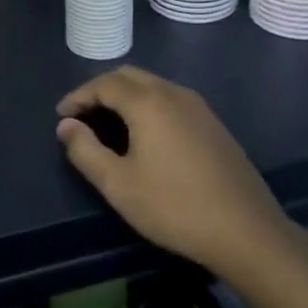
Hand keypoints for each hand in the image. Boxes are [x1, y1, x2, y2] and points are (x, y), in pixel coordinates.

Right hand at [55, 66, 293, 275]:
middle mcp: (173, 93)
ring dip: (125, 96)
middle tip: (82, 115)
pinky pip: (171, 100)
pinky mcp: (213, 124)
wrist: (246, 231)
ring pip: (153, 85)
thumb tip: (66, 126)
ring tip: (108, 124)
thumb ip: (85, 150)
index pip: (104, 84)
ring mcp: (198, 107)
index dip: (78, 96)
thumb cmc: (174, 207)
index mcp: (148, 102)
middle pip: (129, 76)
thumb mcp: (118, 185)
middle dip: (100, 90)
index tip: (61, 116)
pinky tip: (145, 135)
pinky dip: (148, 105)